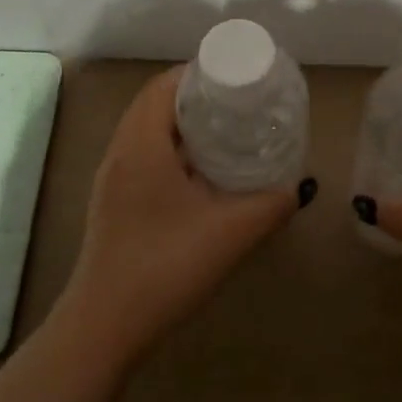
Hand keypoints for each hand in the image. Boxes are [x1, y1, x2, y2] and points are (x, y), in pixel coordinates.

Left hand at [56, 68, 311, 367]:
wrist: (104, 328)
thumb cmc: (165, 267)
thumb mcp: (231, 233)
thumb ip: (271, 204)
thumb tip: (297, 187)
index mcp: (141, 145)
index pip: (164, 85)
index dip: (198, 73)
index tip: (236, 76)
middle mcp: (120, 153)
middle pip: (155, 104)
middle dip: (196, 96)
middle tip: (238, 102)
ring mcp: (113, 180)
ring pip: (147, 131)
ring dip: (182, 124)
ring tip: (226, 130)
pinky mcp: (114, 204)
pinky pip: (144, 156)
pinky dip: (172, 149)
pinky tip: (202, 173)